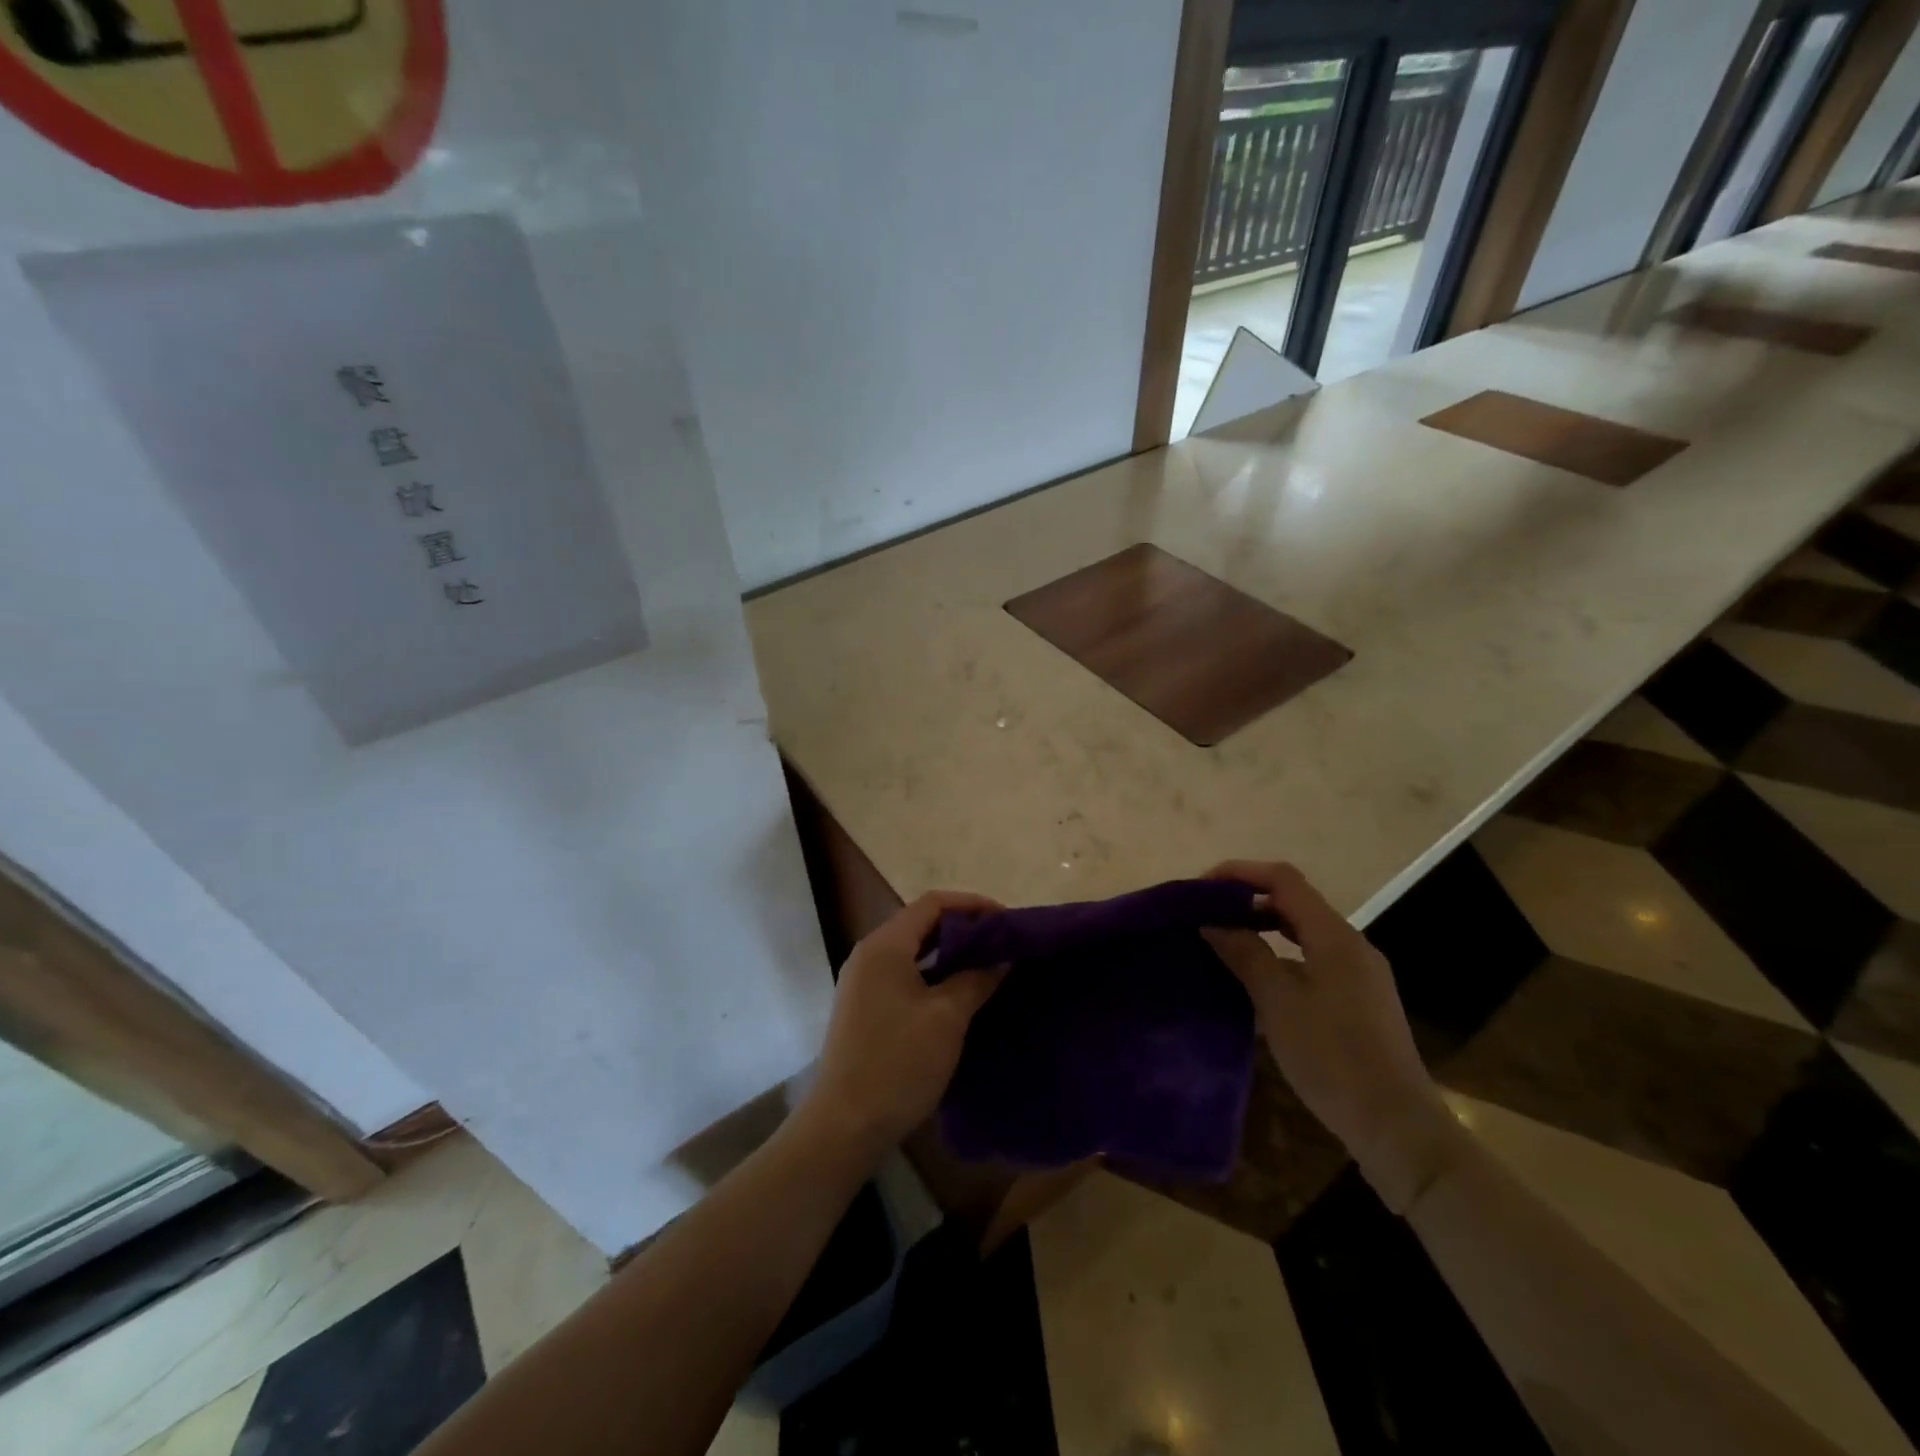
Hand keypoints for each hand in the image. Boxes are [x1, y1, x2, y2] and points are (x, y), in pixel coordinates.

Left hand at [800, 891, 1008, 1158]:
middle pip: (921, 924)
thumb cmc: (898, 1063)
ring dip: (949, 954)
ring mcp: (862, 982)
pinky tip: (959, 994)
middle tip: (1002, 944)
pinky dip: (933, 975)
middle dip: (963, 929)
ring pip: (912, 951)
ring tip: (988, 966)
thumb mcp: (947, 1018)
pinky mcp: (864, 1007)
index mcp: (885, 946)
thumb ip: (976, 979)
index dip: (972, 905)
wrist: (844, 1125)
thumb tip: (1002, 958)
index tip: (1007, 921)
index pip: (932, 904)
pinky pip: (903, 975)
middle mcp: (869, 954)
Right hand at [1201, 861, 1463, 1211]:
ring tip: (1224, 941)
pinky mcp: (1359, 1000)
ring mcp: (1359, 974)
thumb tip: (1212, 922)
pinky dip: (1281, 954)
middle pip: (1295, 902)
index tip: (1201, 888)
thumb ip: (1245, 954)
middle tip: (1206, 914)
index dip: (1241, 873)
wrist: (1396, 1127)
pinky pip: (1313, 958)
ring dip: (1263, 927)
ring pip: (1304, 932)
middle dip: (1248, 899)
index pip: (1284, 880)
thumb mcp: (1278, 1002)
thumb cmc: (1332, 1057)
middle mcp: (1352, 945)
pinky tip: (1258, 979)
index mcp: (1335, 936)